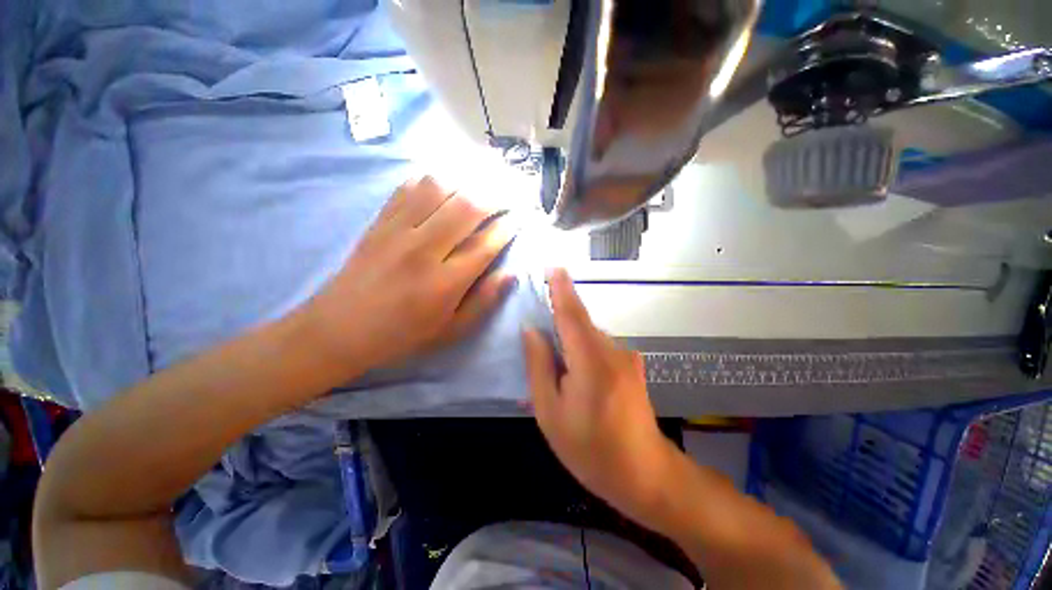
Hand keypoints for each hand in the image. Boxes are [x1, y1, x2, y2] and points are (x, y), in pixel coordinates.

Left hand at [301, 176, 515, 378]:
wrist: (340, 328)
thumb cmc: (403, 334)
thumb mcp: (451, 330)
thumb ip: (484, 301)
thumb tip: (511, 273)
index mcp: (444, 283)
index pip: (486, 244)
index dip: (508, 226)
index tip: (520, 217)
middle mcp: (423, 250)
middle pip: (467, 206)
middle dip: (496, 195)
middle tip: (509, 193)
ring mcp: (397, 230)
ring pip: (439, 188)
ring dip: (467, 179)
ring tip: (483, 182)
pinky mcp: (380, 221)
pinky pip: (409, 187)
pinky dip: (433, 178)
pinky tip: (447, 181)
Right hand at [522, 269, 675, 523]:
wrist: (646, 475)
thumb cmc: (591, 450)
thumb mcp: (551, 412)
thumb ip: (539, 366)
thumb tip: (531, 330)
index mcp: (591, 362)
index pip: (571, 314)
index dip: (561, 289)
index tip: (553, 267)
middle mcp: (613, 351)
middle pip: (580, 323)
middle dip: (559, 321)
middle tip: (539, 340)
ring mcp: (627, 356)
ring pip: (589, 335)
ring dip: (570, 342)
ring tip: (558, 373)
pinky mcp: (632, 363)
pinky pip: (599, 346)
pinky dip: (582, 352)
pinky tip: (577, 379)